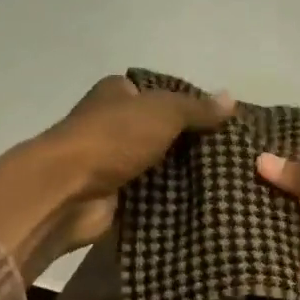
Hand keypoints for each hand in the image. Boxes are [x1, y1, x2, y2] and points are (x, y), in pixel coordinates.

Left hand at [0, 76, 232, 282]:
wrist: (68, 193)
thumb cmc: (111, 140)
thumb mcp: (161, 112)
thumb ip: (196, 108)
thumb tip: (231, 99)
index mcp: (117, 94)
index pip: (162, 95)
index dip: (192, 107)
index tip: (224, 124)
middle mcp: (113, 125)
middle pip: (162, 133)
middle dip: (191, 145)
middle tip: (231, 157)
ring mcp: (113, 163)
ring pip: (158, 166)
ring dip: (183, 176)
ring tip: (226, 183)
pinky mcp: (115, 197)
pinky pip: (151, 197)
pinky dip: (171, 201)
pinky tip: (203, 205)